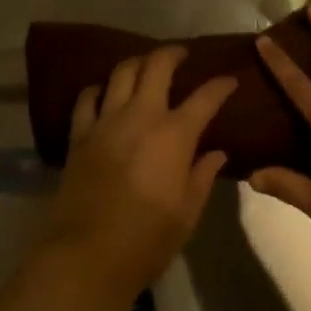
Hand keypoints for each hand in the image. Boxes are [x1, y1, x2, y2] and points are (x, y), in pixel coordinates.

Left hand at [42, 47, 236, 295]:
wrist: (86, 257)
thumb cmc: (146, 240)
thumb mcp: (187, 214)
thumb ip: (202, 177)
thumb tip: (217, 153)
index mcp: (174, 134)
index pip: (205, 97)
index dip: (220, 85)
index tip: (230, 80)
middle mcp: (141, 116)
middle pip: (157, 65)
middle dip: (173, 53)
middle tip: (182, 55)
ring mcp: (107, 121)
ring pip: (122, 72)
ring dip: (138, 63)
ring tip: (146, 67)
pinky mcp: (80, 134)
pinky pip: (88, 98)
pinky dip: (99, 89)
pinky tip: (105, 93)